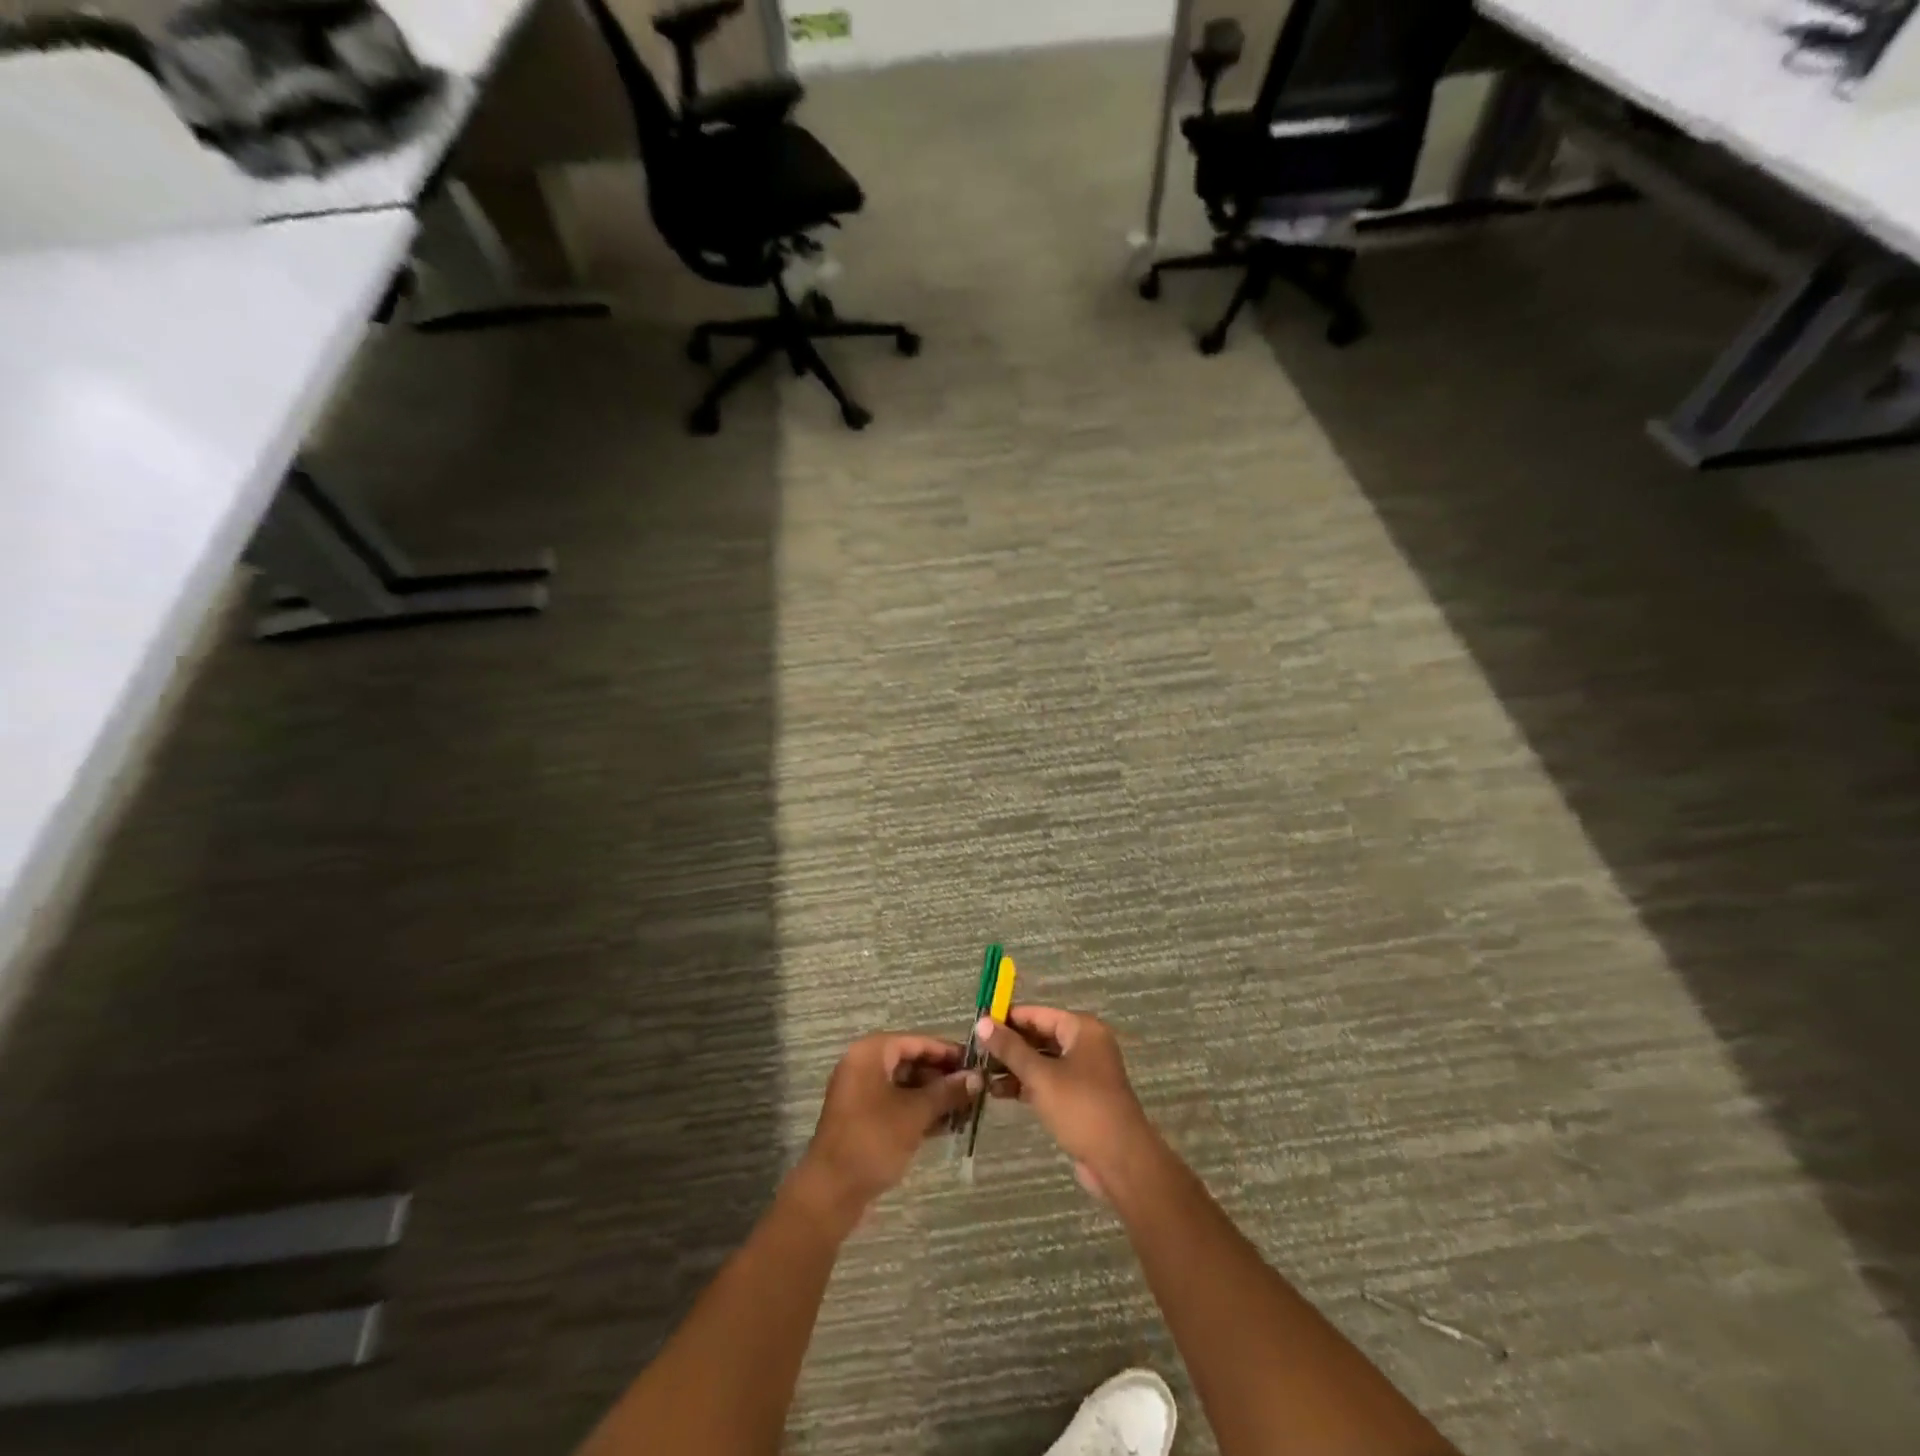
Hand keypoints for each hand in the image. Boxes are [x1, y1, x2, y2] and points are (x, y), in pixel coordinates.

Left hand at [799, 1034, 981, 1221]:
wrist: (830, 1191)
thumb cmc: (873, 1140)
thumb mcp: (915, 1113)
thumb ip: (947, 1092)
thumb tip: (977, 1077)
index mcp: (871, 1053)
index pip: (917, 1042)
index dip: (948, 1052)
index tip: (977, 1063)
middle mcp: (864, 1065)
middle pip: (911, 1062)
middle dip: (942, 1077)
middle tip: (974, 1090)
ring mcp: (861, 1093)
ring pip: (905, 1086)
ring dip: (934, 1097)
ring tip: (966, 1110)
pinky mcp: (863, 1118)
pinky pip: (896, 1104)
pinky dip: (919, 1111)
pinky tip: (946, 1126)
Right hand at [978, 1007, 1155, 1198]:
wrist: (1120, 1161)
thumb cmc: (1081, 1108)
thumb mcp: (1040, 1076)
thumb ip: (1010, 1049)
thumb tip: (982, 1022)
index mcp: (1082, 1029)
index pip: (1037, 1014)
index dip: (1007, 1018)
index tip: (978, 1026)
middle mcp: (1085, 1044)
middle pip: (1040, 1036)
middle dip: (1009, 1045)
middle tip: (976, 1053)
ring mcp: (1084, 1072)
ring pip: (1042, 1061)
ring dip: (1015, 1067)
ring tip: (982, 1075)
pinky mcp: (1080, 1097)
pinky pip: (1048, 1081)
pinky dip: (1027, 1084)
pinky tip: (1000, 1092)